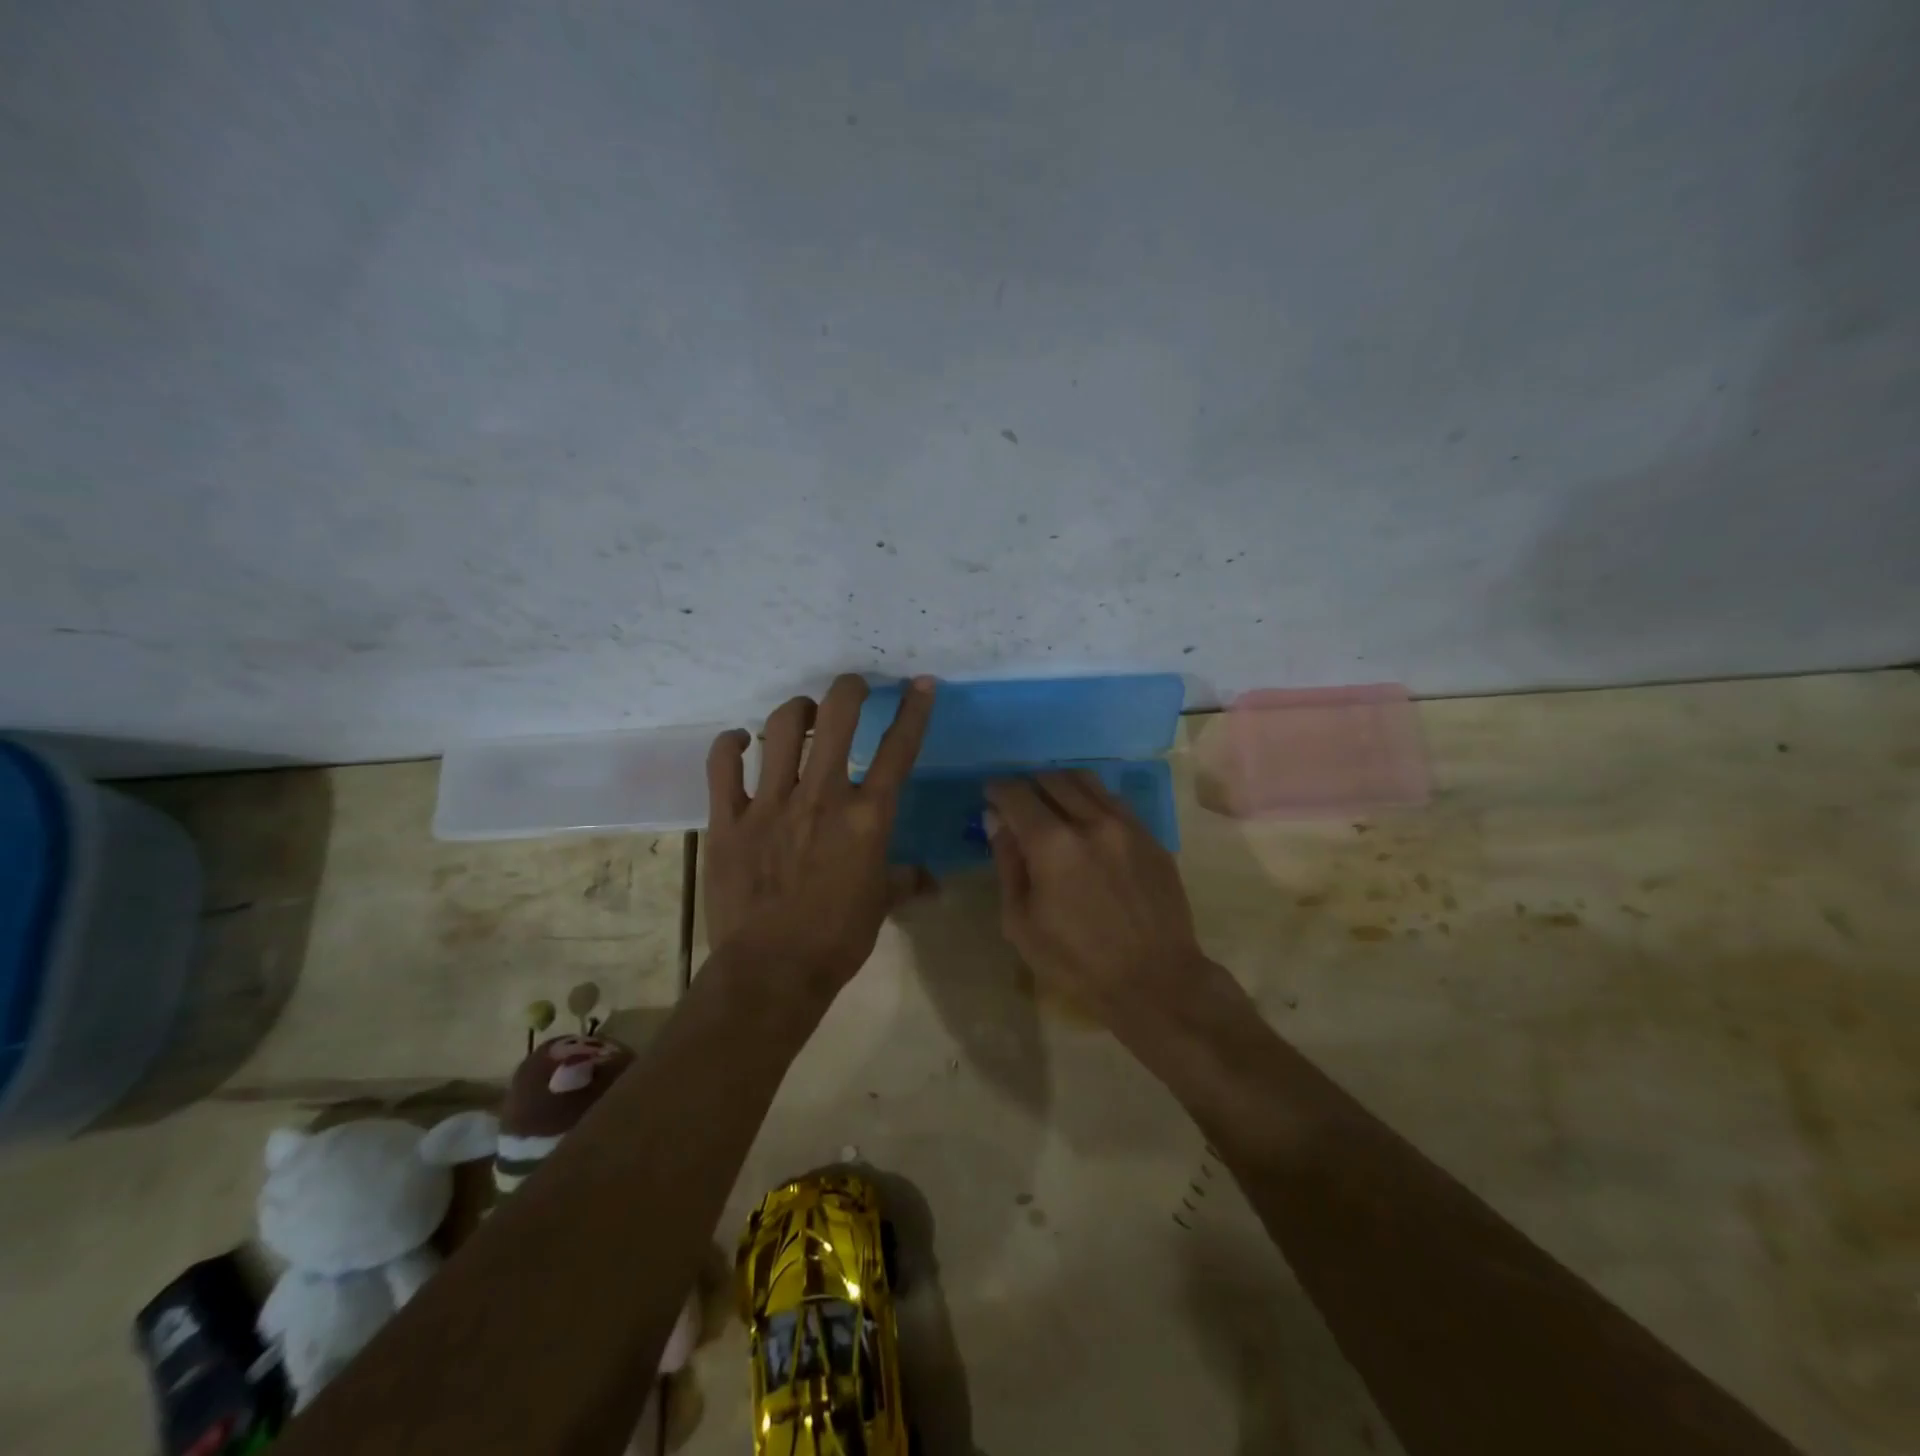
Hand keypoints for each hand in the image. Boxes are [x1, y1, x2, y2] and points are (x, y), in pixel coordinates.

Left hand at [704, 674, 935, 996]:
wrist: (772, 972)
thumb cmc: (836, 940)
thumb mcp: (880, 906)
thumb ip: (905, 881)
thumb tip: (931, 881)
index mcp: (866, 818)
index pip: (899, 750)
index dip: (914, 710)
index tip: (919, 683)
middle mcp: (821, 797)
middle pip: (836, 718)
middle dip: (849, 689)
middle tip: (853, 687)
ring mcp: (770, 804)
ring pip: (781, 728)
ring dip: (796, 710)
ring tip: (803, 715)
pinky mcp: (728, 819)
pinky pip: (722, 765)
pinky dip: (730, 745)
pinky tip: (739, 742)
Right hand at [985, 772, 1208, 1029]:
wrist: (1155, 980)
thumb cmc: (1076, 961)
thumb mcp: (1021, 922)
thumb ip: (1007, 863)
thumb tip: (996, 821)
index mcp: (1052, 844)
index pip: (1016, 794)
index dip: (997, 790)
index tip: (991, 797)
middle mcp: (1091, 821)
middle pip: (1051, 778)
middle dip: (1028, 785)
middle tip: (1020, 804)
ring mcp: (1126, 825)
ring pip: (1086, 781)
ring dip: (1061, 785)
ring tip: (1053, 806)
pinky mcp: (1150, 836)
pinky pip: (1114, 801)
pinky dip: (1092, 801)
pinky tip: (1087, 824)